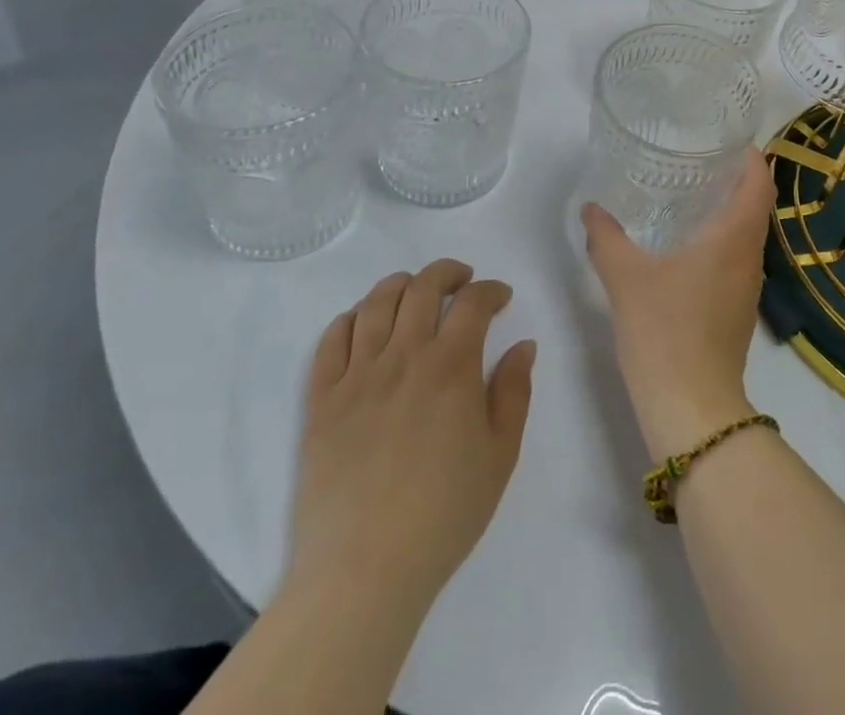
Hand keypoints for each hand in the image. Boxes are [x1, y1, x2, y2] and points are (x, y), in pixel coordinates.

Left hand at [284, 260, 535, 610]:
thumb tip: (522, 345)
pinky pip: (332, 340)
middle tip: (461, 281)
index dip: (491, 290)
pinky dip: (350, 318)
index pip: (474, 301)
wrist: (363, 570)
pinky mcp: (322, 400)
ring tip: (414, 292)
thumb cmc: (444, 513)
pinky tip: (363, 323)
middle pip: (423, 287)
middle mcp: (404, 355)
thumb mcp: (500, 454)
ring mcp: (357, 375)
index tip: (500, 298)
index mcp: (451, 365)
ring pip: (376, 303)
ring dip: (400, 285)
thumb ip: (514, 391)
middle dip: (447, 273)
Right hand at [581, 147, 774, 460]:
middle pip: (756, 204)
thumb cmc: (666, 332)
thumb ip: (607, 239)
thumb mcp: (627, 279)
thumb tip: (591, 208)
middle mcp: (750, 257)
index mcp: (735, 238)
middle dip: (735, 177)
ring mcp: (747, 287)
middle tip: (698, 157)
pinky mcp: (737, 310)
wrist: (693, 411)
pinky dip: (721, 239)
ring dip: (728, 209)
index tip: (728, 137)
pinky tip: (686, 244)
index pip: (760, 182)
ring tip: (690, 193)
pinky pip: (737, 258)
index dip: (751, 155)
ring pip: (747, 233)